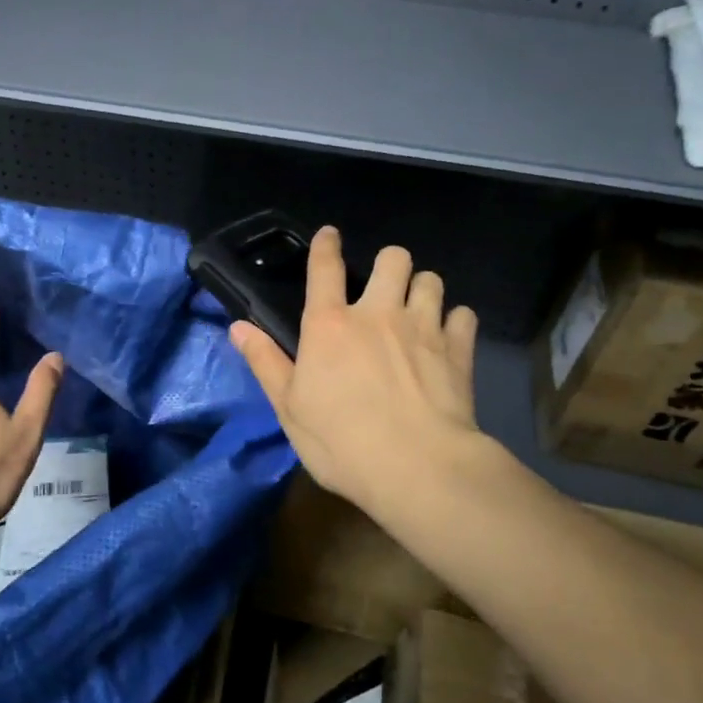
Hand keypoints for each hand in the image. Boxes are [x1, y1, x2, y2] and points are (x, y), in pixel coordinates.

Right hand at [230, 226, 487, 522]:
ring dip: (422, 288)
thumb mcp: (289, 408)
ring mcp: (423, 328)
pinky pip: (464, 316)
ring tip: (417, 309)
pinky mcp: (458, 350)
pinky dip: (455, 322)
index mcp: (330, 325)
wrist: (417, 468)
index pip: (325, 268)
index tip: (330, 235)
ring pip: (431, 280)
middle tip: (385, 288)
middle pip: (392, 258)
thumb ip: (266, 362)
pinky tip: (448, 337)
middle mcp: (378, 313)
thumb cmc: (341, 442)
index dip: (326, 245)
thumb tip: (238, 326)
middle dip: (389, 264)